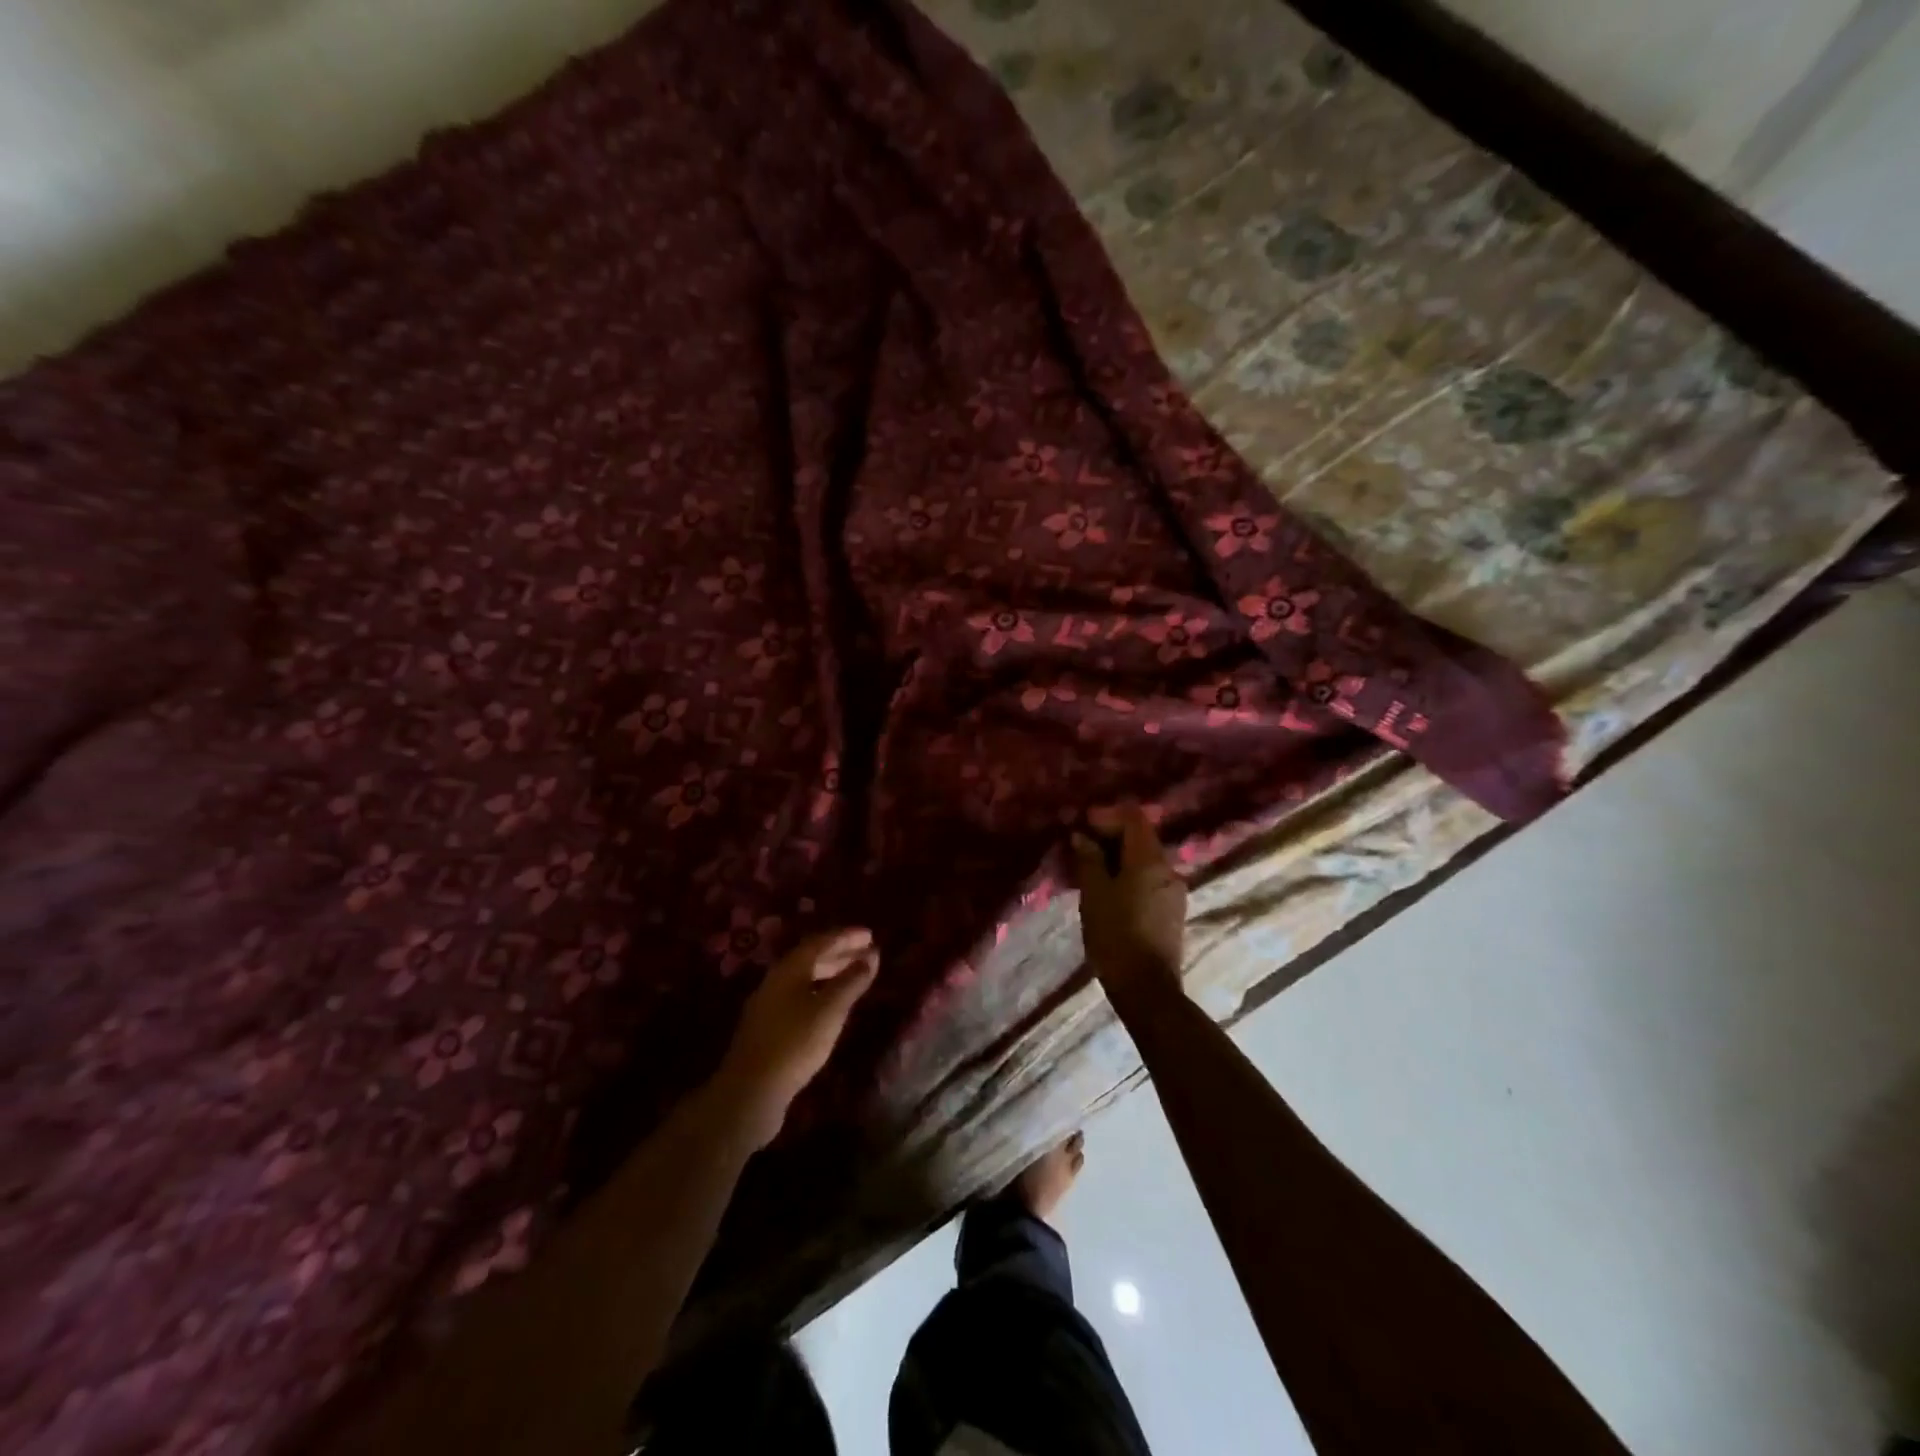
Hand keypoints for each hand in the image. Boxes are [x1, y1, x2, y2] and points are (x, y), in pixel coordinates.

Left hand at [715, 927, 878, 1146]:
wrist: (750, 1091)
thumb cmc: (795, 1043)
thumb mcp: (830, 1010)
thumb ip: (851, 981)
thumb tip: (871, 956)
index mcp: (789, 969)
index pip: (820, 942)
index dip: (846, 936)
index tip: (870, 935)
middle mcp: (776, 980)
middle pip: (811, 958)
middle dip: (840, 953)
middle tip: (867, 953)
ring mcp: (769, 1004)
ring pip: (805, 979)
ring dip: (831, 973)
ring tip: (854, 976)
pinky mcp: (768, 1027)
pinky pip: (800, 996)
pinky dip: (821, 992)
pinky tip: (831, 1006)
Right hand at [1071, 803, 1186, 993]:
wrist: (1147, 989)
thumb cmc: (1115, 936)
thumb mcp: (1094, 894)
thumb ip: (1089, 860)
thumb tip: (1083, 837)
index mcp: (1150, 860)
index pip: (1134, 818)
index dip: (1107, 815)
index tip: (1082, 824)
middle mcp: (1169, 868)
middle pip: (1142, 837)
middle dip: (1111, 835)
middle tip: (1081, 845)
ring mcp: (1174, 891)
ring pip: (1145, 859)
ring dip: (1119, 856)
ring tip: (1090, 869)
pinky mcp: (1172, 910)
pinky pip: (1149, 879)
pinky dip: (1129, 874)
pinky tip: (1108, 890)